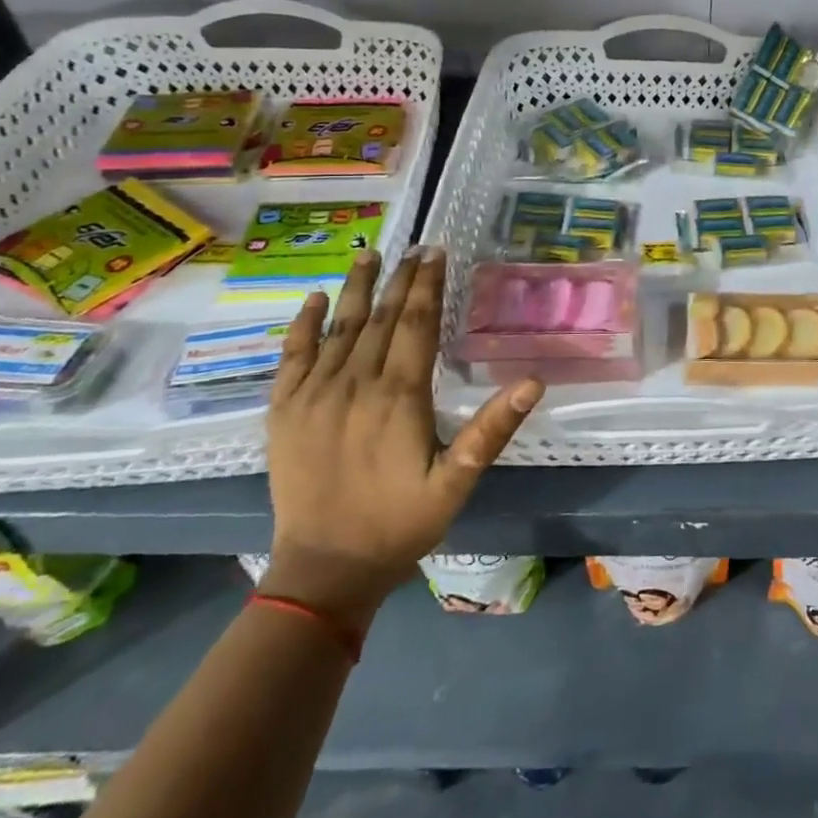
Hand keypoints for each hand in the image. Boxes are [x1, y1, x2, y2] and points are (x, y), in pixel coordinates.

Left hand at [259, 248, 541, 629]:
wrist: (325, 570)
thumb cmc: (401, 523)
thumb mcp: (457, 480)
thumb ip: (492, 428)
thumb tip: (533, 382)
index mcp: (399, 396)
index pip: (417, 324)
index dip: (428, 286)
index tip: (436, 253)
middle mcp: (355, 384)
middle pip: (381, 318)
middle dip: (401, 279)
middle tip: (414, 247)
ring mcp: (314, 395)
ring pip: (338, 327)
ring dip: (356, 288)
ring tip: (369, 254)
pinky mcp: (284, 412)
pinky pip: (291, 357)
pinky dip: (302, 326)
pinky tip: (313, 301)